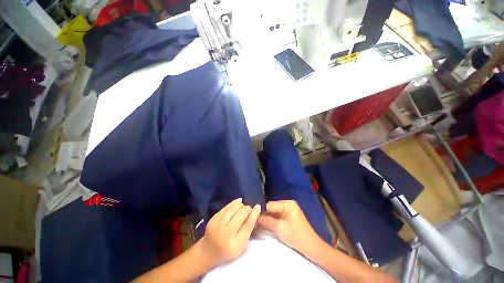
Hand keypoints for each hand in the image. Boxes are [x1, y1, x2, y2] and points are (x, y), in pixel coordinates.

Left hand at [201, 198, 260, 265]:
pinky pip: (227, 206)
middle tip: (249, 209)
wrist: (208, 251)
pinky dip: (234, 203)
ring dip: (241, 205)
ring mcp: (217, 224)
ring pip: (234, 207)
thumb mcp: (241, 245)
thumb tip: (255, 211)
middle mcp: (226, 233)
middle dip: (248, 209)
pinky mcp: (213, 218)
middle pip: (241, 214)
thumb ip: (248, 229)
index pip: (248, 225)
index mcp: (235, 244)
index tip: (258, 206)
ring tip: (243, 207)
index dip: (254, 214)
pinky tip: (239, 202)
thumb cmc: (228, 250)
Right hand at [258, 200, 321, 254]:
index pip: (270, 204)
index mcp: (287, 203)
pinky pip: (278, 215)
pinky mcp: (290, 215)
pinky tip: (266, 223)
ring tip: (258, 221)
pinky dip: (273, 219)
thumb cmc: (295, 236)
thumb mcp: (279, 228)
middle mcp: (288, 204)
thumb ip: (266, 220)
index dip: (261, 210)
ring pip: (275, 212)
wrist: (311, 247)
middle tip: (254, 219)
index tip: (251, 215)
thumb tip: (255, 216)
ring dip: (268, 217)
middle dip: (264, 214)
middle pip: (272, 207)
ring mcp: (289, 209)